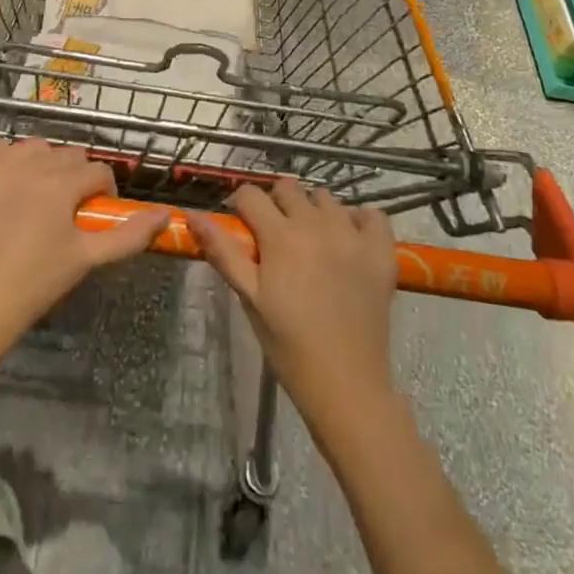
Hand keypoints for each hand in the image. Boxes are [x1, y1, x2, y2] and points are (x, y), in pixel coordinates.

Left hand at [0, 138, 168, 360]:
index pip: (96, 170)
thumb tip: (166, 215)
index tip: (93, 212)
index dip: (101, 191)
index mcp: (60, 185)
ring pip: (30, 147)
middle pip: (65, 154)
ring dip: (40, 164)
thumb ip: (129, 235)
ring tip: (36, 194)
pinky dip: (0, 157)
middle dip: (73, 176)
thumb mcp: (87, 260)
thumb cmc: (35, 285)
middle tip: (64, 209)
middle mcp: (26, 167)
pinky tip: (3, 182)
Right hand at [190, 179, 397, 429]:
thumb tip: (193, 215)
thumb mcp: (249, 298)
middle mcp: (317, 224)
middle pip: (288, 188)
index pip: (251, 194)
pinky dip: (358, 220)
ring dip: (313, 211)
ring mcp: (353, 234)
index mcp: (280, 236)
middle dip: (276, 204)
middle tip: (276, 237)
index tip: (243, 227)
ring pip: (326, 198)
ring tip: (312, 242)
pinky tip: (348, 241)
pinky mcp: (380, 250)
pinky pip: (371, 214)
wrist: (346, 385)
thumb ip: (223, 252)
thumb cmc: (289, 344)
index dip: (241, 207)